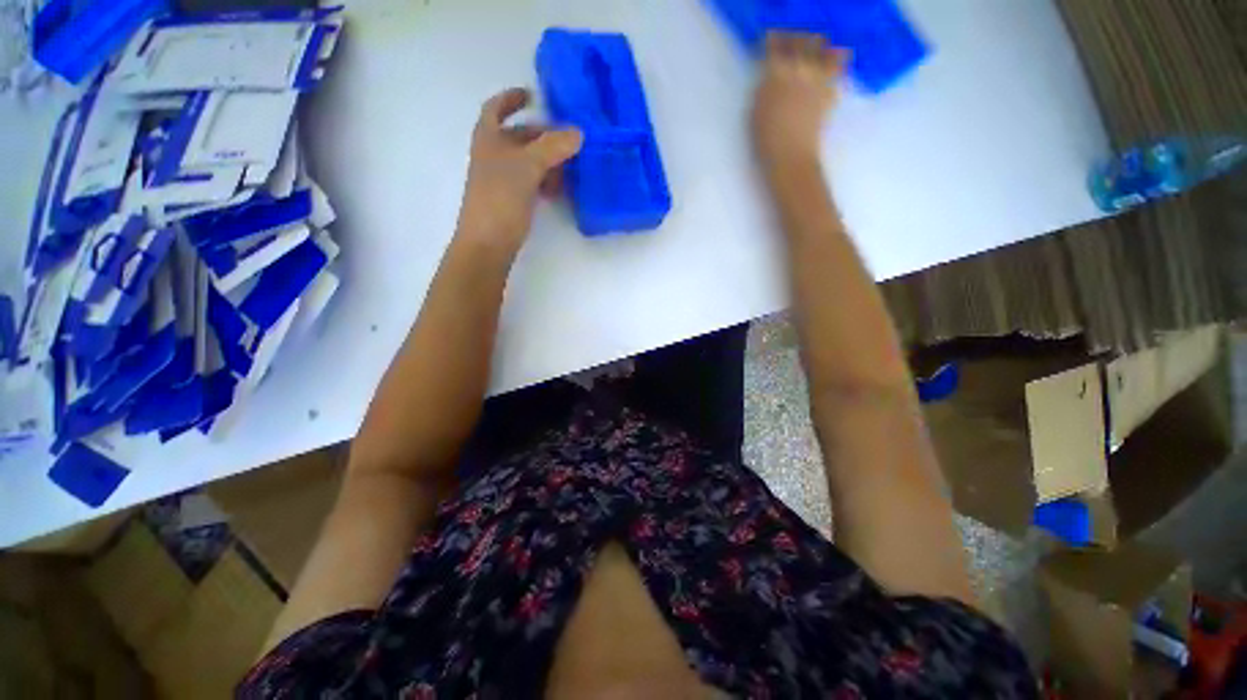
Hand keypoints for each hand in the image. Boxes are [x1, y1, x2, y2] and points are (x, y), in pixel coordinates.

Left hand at [458, 88, 583, 252]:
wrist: (488, 244)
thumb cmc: (501, 199)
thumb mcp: (527, 167)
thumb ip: (553, 147)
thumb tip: (578, 133)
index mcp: (488, 139)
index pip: (496, 108)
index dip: (512, 98)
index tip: (533, 95)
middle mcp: (493, 156)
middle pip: (518, 136)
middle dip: (542, 136)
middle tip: (568, 140)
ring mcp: (502, 180)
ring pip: (527, 161)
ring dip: (547, 161)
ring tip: (568, 168)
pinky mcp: (511, 201)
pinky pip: (531, 182)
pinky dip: (544, 181)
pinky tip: (557, 189)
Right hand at [752, 33, 845, 169]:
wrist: (791, 156)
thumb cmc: (766, 138)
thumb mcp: (755, 111)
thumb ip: (765, 86)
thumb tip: (771, 74)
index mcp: (777, 72)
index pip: (776, 45)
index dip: (773, 41)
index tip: (770, 44)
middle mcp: (801, 68)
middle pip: (804, 41)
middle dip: (797, 41)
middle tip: (791, 49)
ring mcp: (819, 78)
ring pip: (826, 49)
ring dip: (820, 50)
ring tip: (813, 58)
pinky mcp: (831, 91)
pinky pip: (839, 69)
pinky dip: (835, 66)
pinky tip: (827, 73)